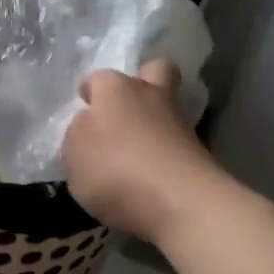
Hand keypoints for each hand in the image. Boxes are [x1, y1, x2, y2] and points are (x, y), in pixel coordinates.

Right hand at [63, 61, 222, 242]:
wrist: (180, 203)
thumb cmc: (115, 168)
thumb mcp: (73, 153)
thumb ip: (79, 134)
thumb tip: (90, 125)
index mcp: (116, 89)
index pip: (98, 79)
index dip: (90, 91)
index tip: (84, 105)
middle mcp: (151, 96)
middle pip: (155, 71)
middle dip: (142, 82)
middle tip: (124, 110)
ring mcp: (180, 124)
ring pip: (168, 110)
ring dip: (153, 125)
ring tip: (132, 157)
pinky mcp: (199, 155)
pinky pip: (175, 145)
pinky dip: (163, 155)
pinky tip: (148, 178)